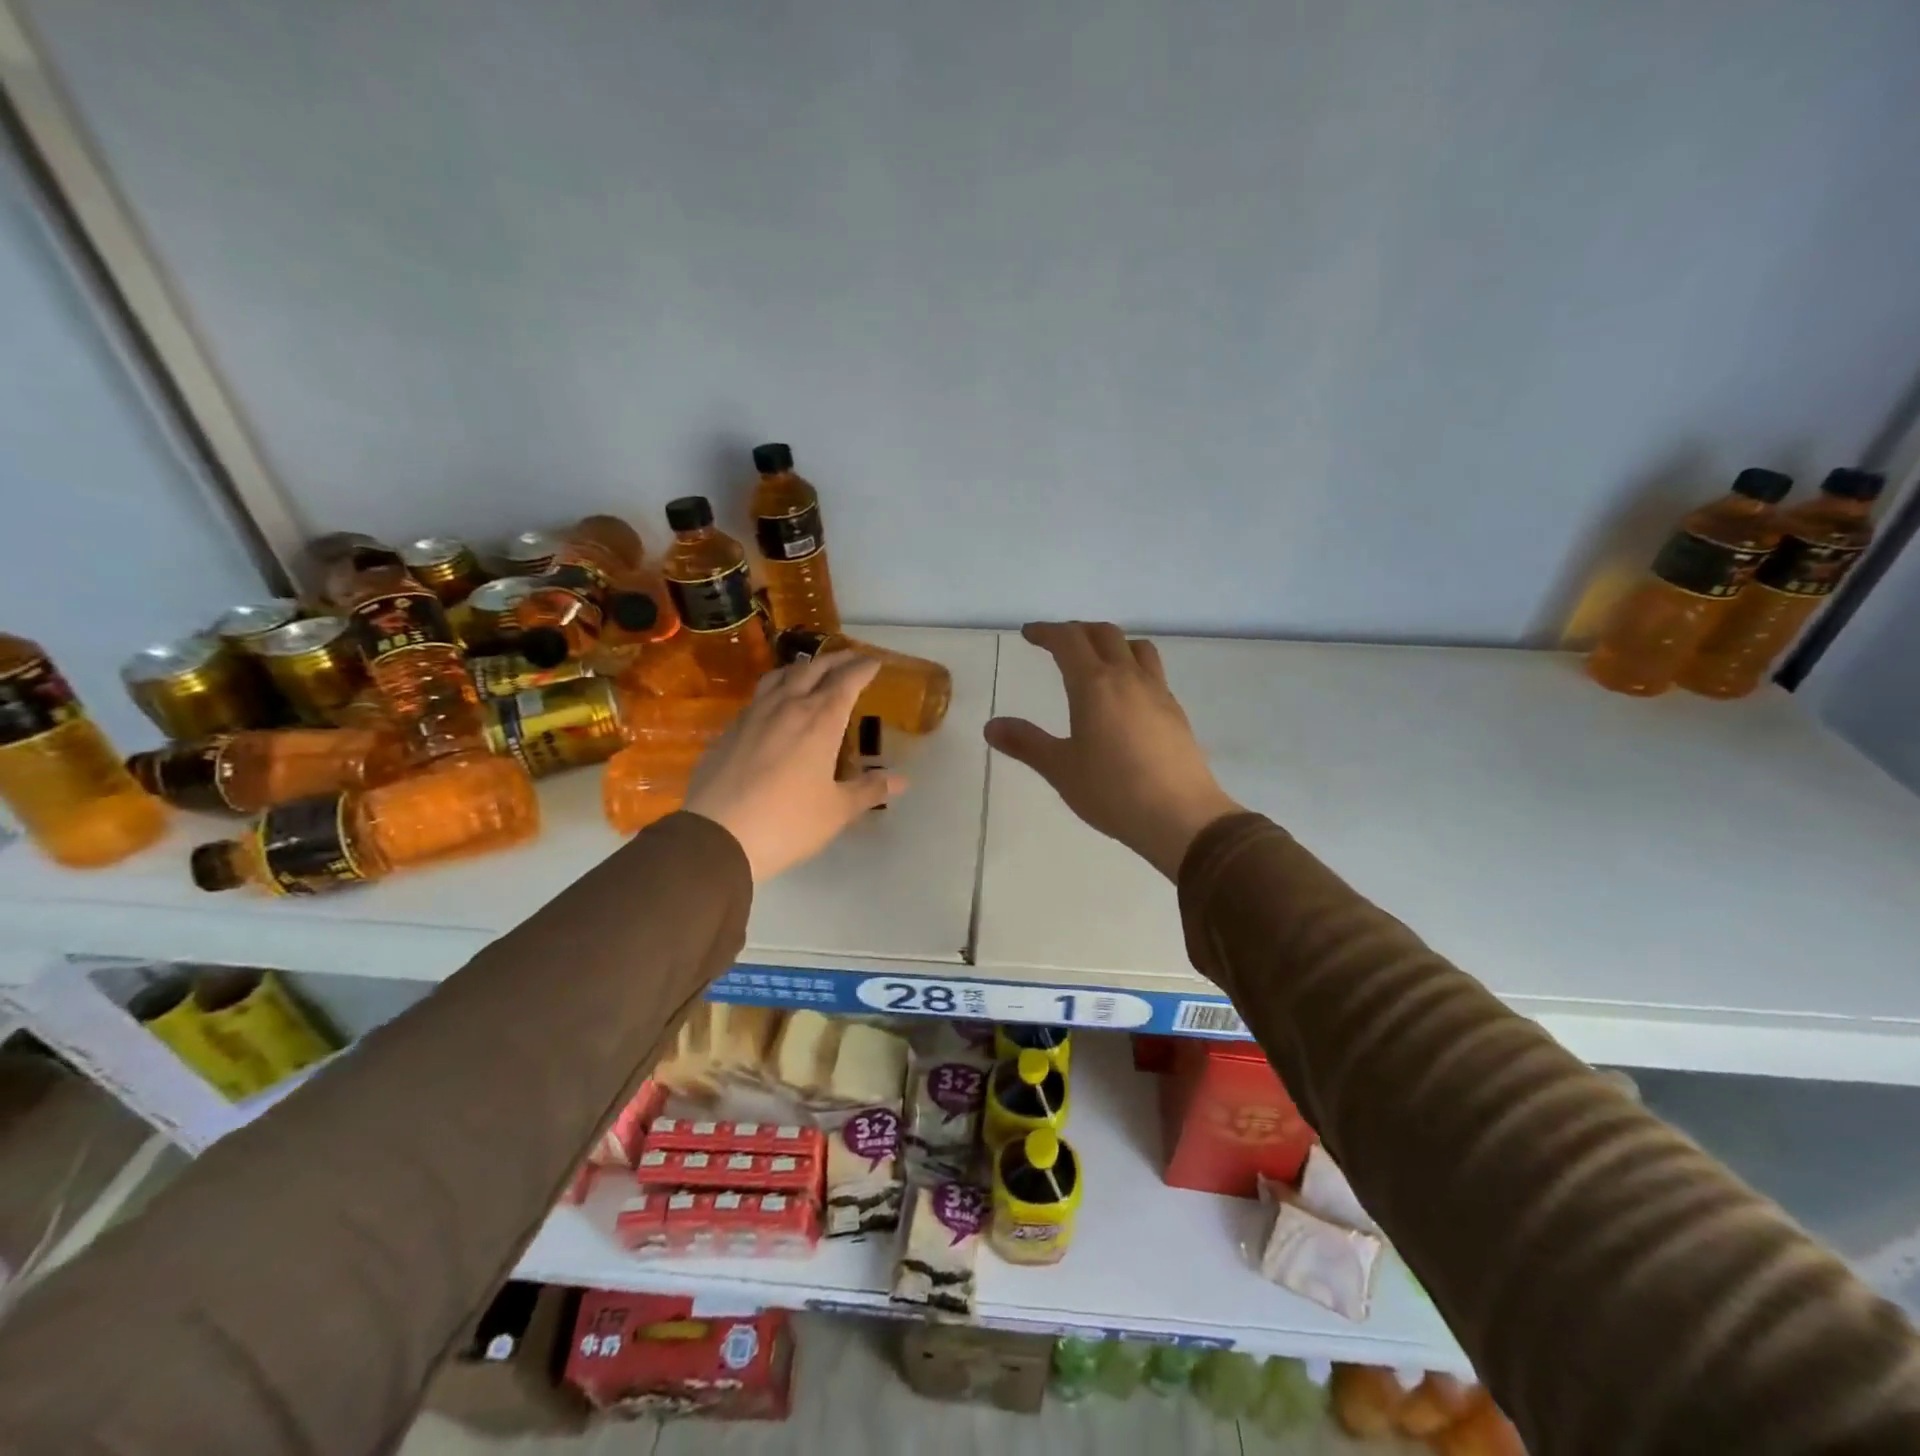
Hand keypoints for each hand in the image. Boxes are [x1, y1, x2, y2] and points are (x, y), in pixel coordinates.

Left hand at [684, 652, 905, 881]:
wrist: (717, 836)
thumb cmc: (787, 822)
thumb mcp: (836, 810)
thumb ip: (868, 790)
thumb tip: (901, 781)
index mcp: (819, 721)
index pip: (846, 681)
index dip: (863, 668)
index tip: (875, 662)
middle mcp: (787, 707)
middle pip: (814, 668)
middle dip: (837, 659)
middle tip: (852, 658)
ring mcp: (754, 715)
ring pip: (781, 676)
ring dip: (803, 666)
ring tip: (813, 670)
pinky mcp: (730, 730)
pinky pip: (759, 696)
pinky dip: (776, 688)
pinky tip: (777, 704)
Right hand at [985, 621, 1241, 878]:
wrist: (1181, 817)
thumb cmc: (1113, 792)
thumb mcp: (1061, 769)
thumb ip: (1026, 743)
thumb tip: (991, 726)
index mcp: (1095, 685)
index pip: (1068, 641)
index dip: (1046, 632)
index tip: (1029, 634)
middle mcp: (1128, 678)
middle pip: (1104, 634)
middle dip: (1077, 631)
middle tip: (1058, 643)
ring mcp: (1157, 692)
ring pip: (1136, 647)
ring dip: (1112, 643)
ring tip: (1097, 660)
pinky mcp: (1175, 712)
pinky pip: (1152, 672)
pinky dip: (1133, 667)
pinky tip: (1125, 696)